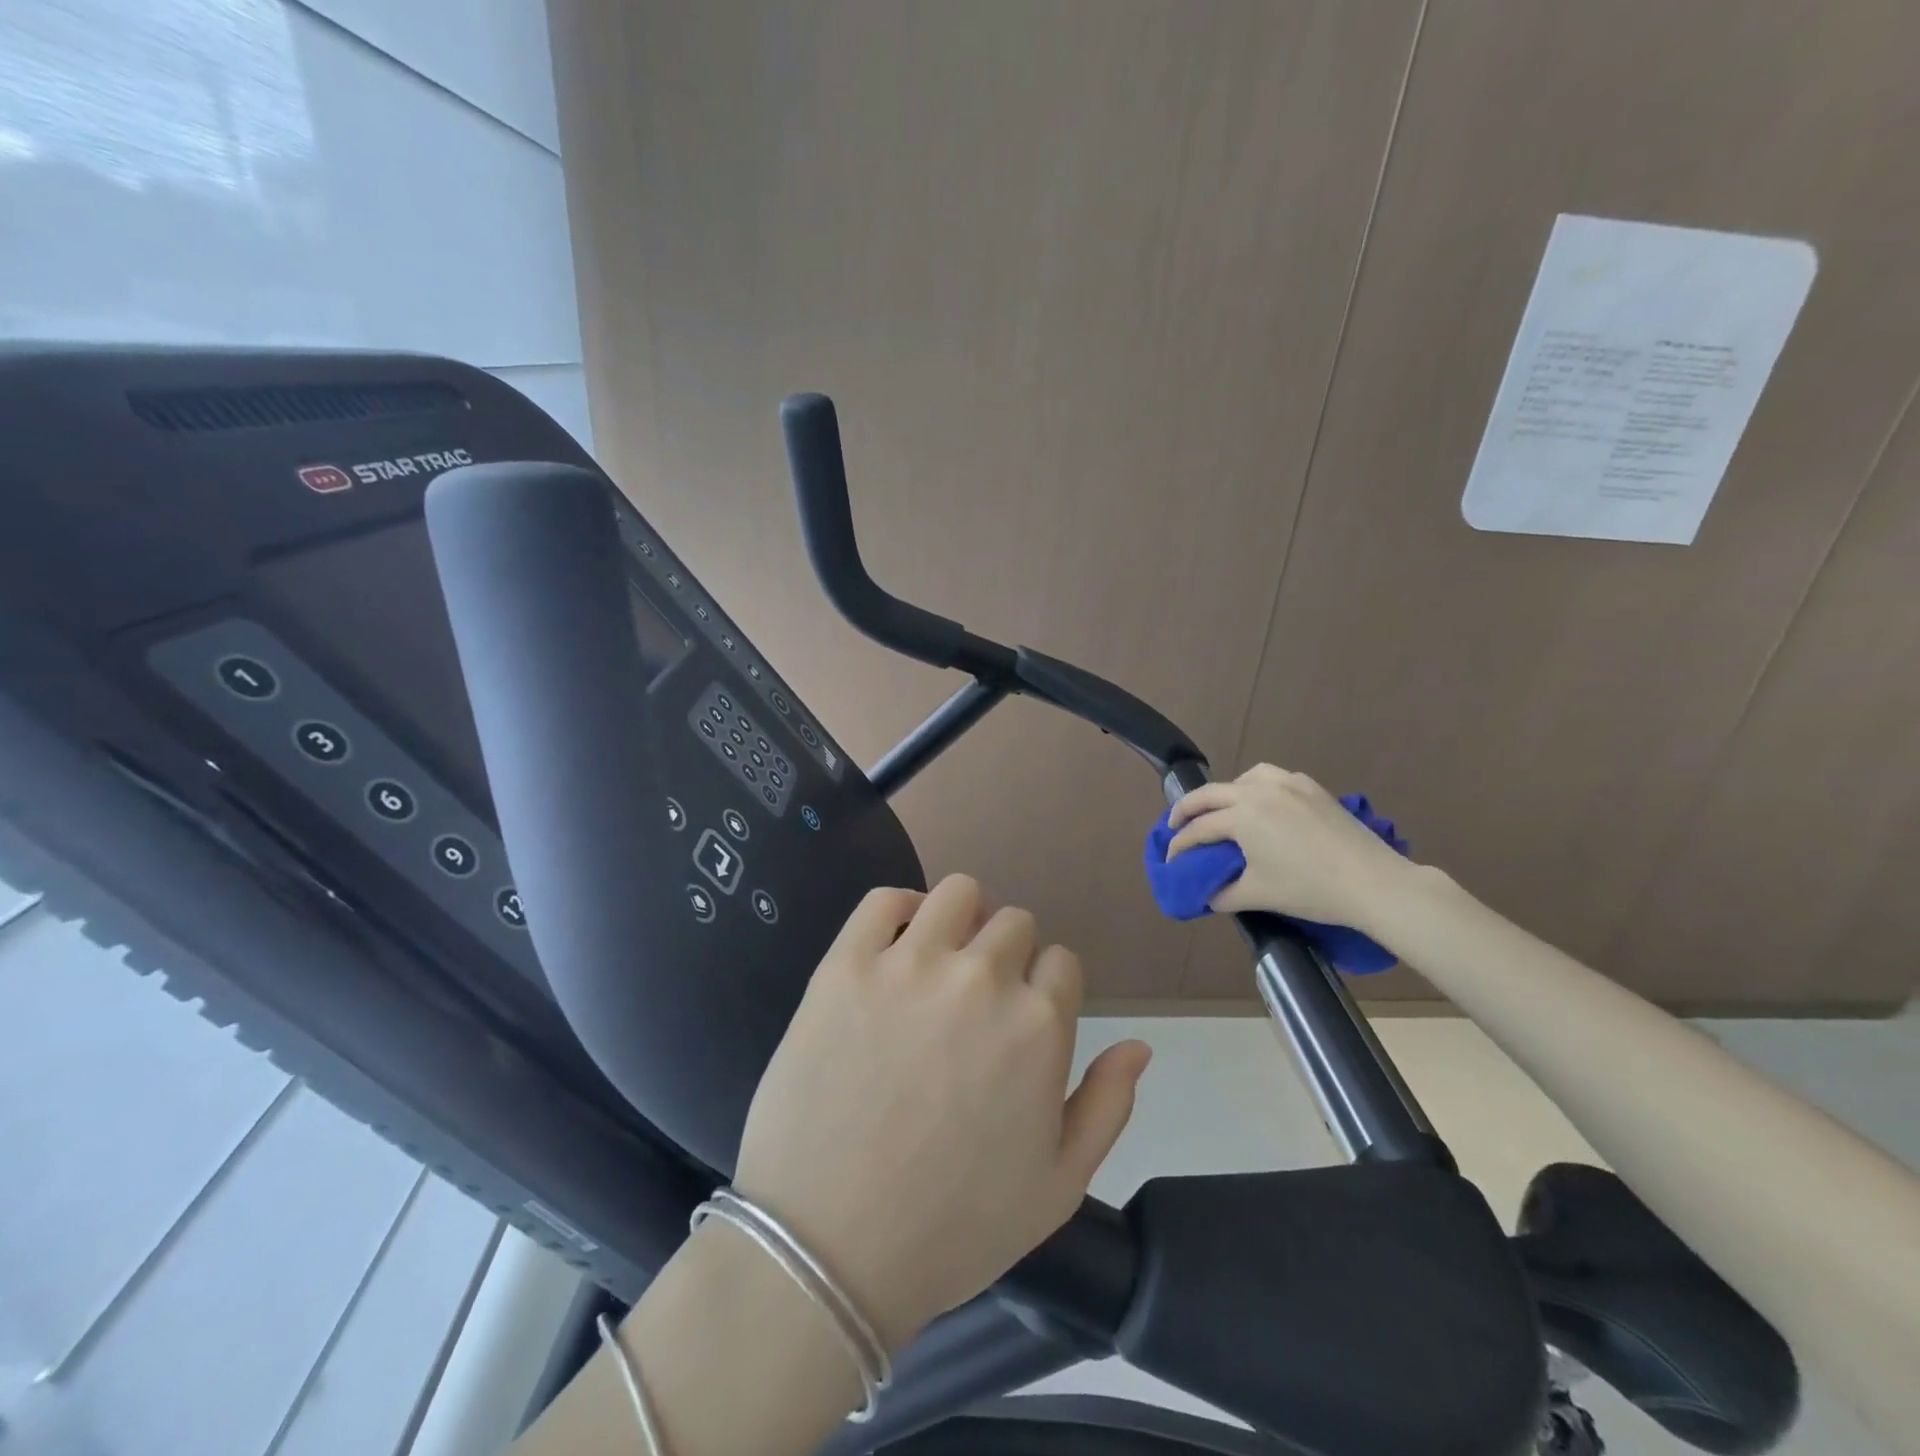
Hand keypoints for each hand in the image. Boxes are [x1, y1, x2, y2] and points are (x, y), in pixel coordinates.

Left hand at [731, 874, 1151, 1353]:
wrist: (830, 1249)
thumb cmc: (954, 1227)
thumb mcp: (1058, 1186)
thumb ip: (1108, 1105)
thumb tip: (1139, 1044)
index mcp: (1039, 1025)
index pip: (1062, 961)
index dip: (1045, 987)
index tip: (1020, 1017)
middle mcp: (982, 979)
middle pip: (1014, 923)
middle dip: (1007, 955)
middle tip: (975, 1000)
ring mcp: (910, 964)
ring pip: (958, 893)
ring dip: (961, 918)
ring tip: (940, 960)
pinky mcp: (847, 965)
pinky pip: (884, 901)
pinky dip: (899, 909)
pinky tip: (897, 944)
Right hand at [1166, 764, 1415, 930]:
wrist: (1373, 883)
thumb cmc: (1311, 890)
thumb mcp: (1260, 895)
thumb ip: (1225, 894)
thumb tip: (1208, 896)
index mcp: (1242, 816)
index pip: (1199, 829)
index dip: (1180, 845)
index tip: (1170, 859)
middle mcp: (1258, 791)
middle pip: (1210, 794)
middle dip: (1187, 810)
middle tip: (1175, 826)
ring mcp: (1287, 784)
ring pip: (1241, 779)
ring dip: (1222, 794)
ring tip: (1219, 812)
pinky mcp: (1311, 787)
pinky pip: (1270, 777)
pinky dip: (1254, 786)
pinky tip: (1260, 804)